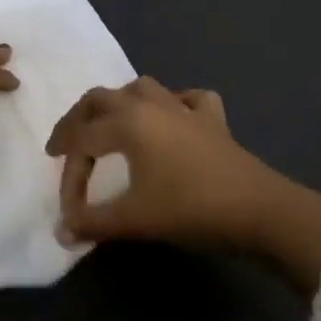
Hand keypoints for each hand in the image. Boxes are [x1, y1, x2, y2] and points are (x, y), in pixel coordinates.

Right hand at [45, 76, 320, 290]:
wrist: (259, 209)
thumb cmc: (190, 209)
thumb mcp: (135, 219)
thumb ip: (93, 223)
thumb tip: (61, 231)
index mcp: (127, 123)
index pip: (81, 141)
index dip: (68, 173)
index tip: (68, 208)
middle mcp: (151, 105)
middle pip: (100, 99)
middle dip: (77, 121)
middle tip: (65, 145)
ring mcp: (184, 108)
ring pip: (140, 88)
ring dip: (118, 104)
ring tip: (109, 126)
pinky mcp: (213, 118)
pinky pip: (186, 99)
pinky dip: (172, 104)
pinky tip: (171, 118)